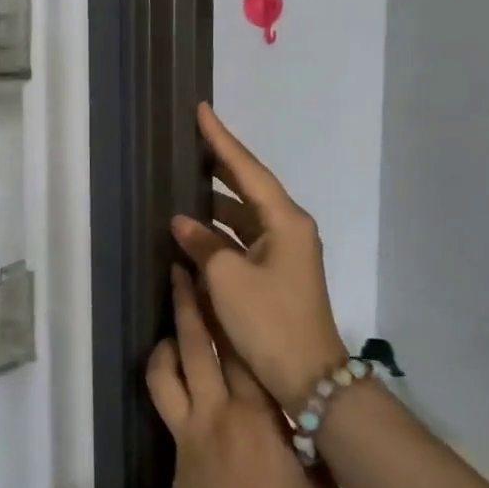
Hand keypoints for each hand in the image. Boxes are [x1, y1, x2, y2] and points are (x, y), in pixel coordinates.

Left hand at [147, 267, 335, 487]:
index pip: (248, 352)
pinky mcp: (175, 449)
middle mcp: (221, 413)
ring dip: (170, 332)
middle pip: (203, 346)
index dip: (237, 312)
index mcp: (263, 420)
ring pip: (172, 367)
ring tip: (172, 308)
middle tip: (184, 268)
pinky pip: (165, 397)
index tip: (230, 278)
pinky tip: (171, 359)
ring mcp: (191, 430)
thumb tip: (308, 414)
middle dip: (192, 304)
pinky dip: (165, 370)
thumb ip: (312, 444)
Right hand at [171, 103, 347, 410]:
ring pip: (243, 216)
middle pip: (248, 187)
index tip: (202, 111)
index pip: (247, 169)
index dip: (222, 140)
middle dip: (219, 166)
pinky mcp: (276, 274)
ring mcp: (284, 252)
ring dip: (214, 205)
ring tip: (181, 187)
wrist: (307, 375)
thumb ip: (202, 244)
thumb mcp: (227, 280)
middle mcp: (288, 229)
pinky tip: (194, 232)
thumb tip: (182, 224)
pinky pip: (243, 240)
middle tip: (189, 142)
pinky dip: (219, 234)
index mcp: (284, 221)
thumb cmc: (269, 321)